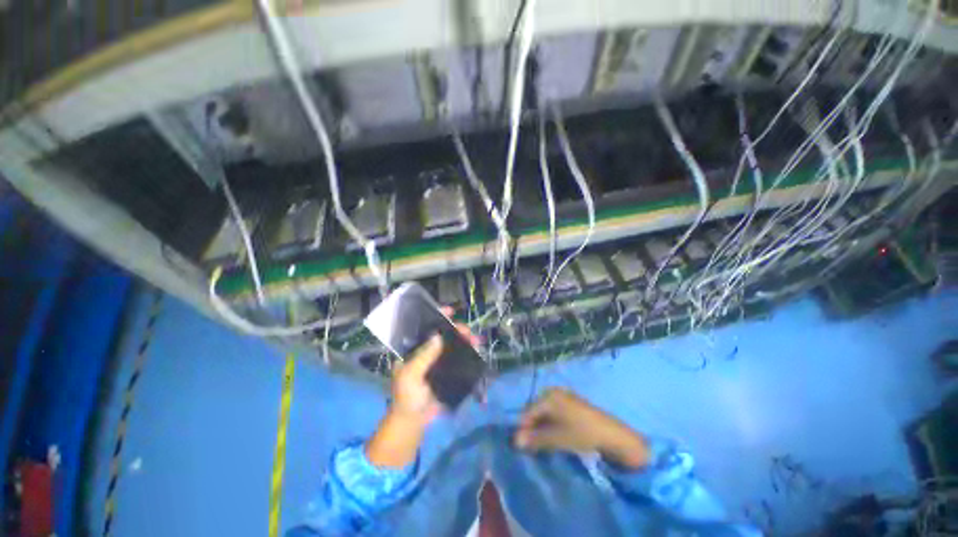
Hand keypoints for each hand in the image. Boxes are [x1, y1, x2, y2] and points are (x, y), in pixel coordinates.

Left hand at [366, 310, 477, 467]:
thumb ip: (423, 357)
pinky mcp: (447, 370)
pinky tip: (476, 350)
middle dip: (456, 329)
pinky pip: (459, 357)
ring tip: (476, 340)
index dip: (436, 315)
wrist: (414, 421)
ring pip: (452, 344)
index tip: (450, 311)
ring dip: (464, 339)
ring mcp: (437, 360)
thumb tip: (438, 336)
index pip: (424, 326)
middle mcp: (426, 350)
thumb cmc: (406, 397)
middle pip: (442, 333)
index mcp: (413, 348)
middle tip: (467, 331)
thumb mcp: (410, 376)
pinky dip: (468, 352)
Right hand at [514, 388, 649, 469]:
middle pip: (535, 410)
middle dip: (532, 427)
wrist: (613, 435)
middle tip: (532, 445)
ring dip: (541, 427)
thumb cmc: (582, 433)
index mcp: (548, 396)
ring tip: (543, 442)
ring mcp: (563, 396)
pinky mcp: (571, 403)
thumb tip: (515, 441)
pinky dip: (550, 424)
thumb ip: (535, 438)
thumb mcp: (557, 438)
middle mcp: (554, 392)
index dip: (523, 428)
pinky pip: (554, 412)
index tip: (521, 446)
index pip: (528, 412)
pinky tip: (554, 435)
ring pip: (545, 412)